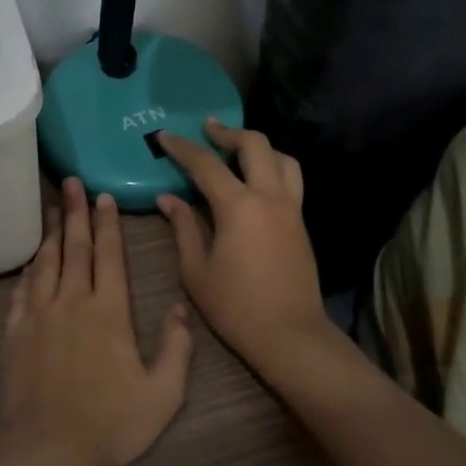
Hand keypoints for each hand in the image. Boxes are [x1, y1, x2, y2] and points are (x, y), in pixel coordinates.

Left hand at [0, 179, 193, 465]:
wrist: (48, 450)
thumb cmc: (110, 423)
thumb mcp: (162, 394)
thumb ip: (176, 348)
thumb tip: (181, 307)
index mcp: (109, 311)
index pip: (109, 255)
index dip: (107, 223)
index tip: (102, 196)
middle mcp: (72, 301)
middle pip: (75, 247)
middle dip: (75, 211)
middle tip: (71, 181)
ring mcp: (40, 314)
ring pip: (46, 261)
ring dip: (51, 231)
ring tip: (52, 206)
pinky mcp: (16, 331)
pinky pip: (22, 289)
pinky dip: (29, 268)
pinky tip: (32, 259)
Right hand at [154, 122, 342, 375]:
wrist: (291, 335)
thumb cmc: (236, 307)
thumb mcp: (196, 270)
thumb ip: (183, 227)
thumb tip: (168, 198)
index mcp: (239, 207)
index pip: (206, 164)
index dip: (182, 147)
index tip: (164, 135)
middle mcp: (269, 197)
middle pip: (255, 145)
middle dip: (228, 132)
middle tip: (207, 130)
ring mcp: (291, 208)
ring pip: (282, 158)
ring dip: (258, 146)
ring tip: (236, 150)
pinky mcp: (301, 222)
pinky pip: (290, 179)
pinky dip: (272, 166)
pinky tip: (254, 180)